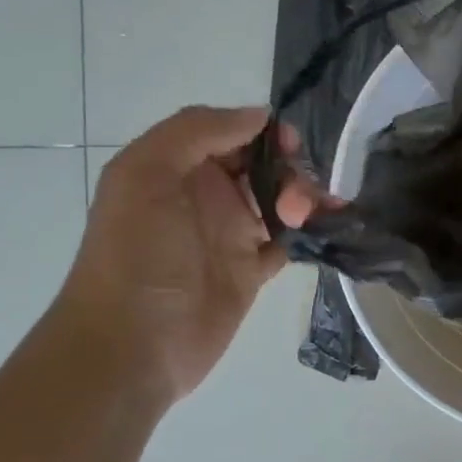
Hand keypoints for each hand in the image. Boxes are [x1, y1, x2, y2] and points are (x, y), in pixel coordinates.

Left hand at [55, 106, 312, 403]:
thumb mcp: (146, 175)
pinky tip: (326, 229)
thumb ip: (196, 132)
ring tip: (308, 216)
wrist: (134, 345)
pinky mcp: (250, 271)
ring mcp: (229, 234)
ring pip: (279, 200)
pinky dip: (310, 232)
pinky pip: (287, 241)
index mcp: (176, 167)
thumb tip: (260, 117)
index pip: (230, 133)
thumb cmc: (136, 256)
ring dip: (303, 198)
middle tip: (297, 194)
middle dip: (289, 167)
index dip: (263, 132)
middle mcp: (205, 196)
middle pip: (261, 164)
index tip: (292, 145)